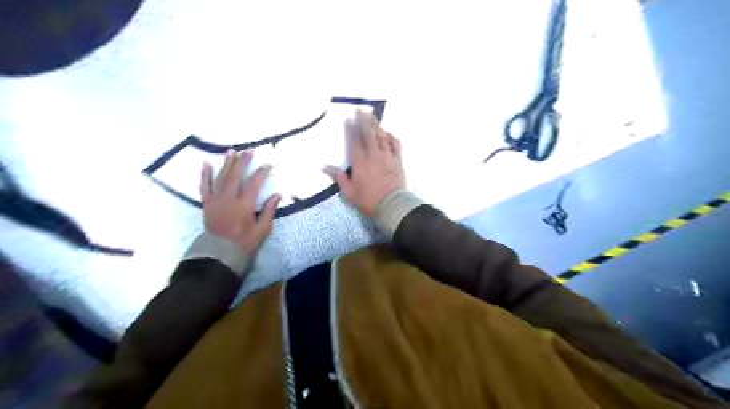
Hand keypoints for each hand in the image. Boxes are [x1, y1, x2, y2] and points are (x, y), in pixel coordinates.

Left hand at [199, 151, 280, 255]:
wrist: (220, 252)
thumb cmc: (245, 241)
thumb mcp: (263, 228)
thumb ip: (269, 210)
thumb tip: (277, 194)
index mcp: (244, 205)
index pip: (254, 184)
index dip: (261, 172)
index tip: (266, 164)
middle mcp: (229, 198)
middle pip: (236, 175)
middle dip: (243, 162)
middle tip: (248, 150)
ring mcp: (216, 199)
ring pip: (221, 177)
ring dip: (227, 163)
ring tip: (231, 151)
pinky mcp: (207, 203)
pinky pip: (204, 186)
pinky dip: (205, 174)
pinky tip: (207, 163)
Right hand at [324, 109, 404, 216]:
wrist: (392, 206)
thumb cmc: (368, 201)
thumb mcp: (349, 193)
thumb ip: (338, 177)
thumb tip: (324, 166)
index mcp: (360, 163)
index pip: (354, 142)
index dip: (351, 130)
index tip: (349, 119)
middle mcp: (373, 156)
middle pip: (368, 134)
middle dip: (364, 121)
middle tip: (361, 109)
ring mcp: (387, 157)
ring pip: (382, 137)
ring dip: (377, 125)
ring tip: (373, 116)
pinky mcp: (398, 161)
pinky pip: (396, 145)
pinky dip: (391, 137)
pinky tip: (388, 133)